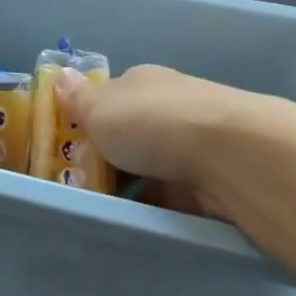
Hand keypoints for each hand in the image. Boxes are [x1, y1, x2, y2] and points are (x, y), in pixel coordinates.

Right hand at [54, 64, 295, 222]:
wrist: (234, 157)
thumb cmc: (155, 123)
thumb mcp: (100, 109)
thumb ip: (78, 99)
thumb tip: (61, 74)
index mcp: (143, 82)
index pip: (111, 96)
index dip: (90, 118)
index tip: (69, 145)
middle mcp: (172, 105)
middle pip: (133, 132)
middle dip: (111, 155)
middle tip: (80, 184)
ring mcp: (197, 143)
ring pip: (154, 165)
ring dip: (136, 183)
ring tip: (105, 210)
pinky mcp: (215, 179)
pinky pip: (176, 194)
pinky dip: (160, 205)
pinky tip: (142, 221)